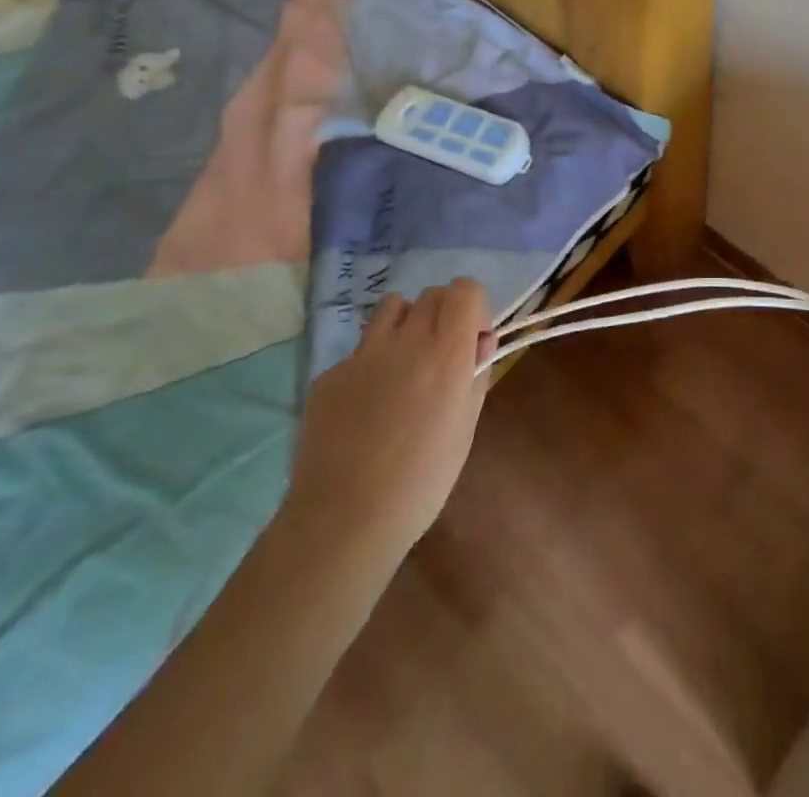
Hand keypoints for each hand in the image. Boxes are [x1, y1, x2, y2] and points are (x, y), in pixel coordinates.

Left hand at [282, 278, 496, 559]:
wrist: (343, 520)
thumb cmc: (421, 481)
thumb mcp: (466, 427)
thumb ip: (476, 373)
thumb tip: (478, 341)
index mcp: (446, 353)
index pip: (465, 289)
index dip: (473, 308)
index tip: (472, 341)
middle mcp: (405, 340)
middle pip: (432, 294)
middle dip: (444, 315)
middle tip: (441, 356)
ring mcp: (362, 354)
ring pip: (393, 307)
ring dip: (407, 324)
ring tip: (404, 365)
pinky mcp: (330, 372)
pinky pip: (361, 349)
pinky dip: (372, 363)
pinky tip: (367, 406)